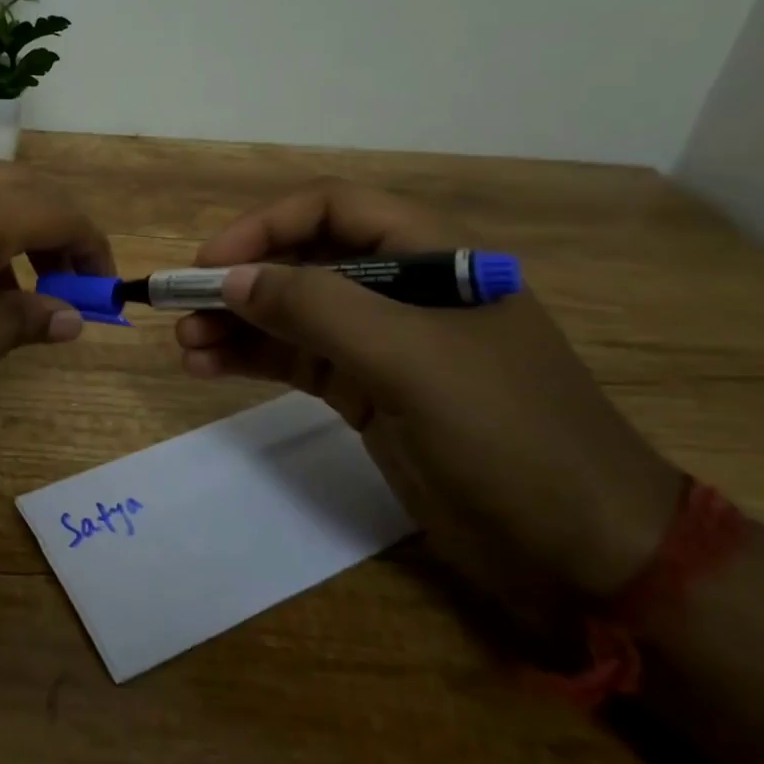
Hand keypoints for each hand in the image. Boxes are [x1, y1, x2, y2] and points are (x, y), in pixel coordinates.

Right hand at [175, 182, 683, 605]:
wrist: (584, 553)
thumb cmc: (509, 436)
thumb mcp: (411, 360)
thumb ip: (318, 308)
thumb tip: (232, 278)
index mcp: (432, 256)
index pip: (333, 210)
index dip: (265, 227)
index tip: (211, 263)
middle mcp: (402, 290)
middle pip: (303, 263)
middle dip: (239, 282)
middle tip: (180, 309)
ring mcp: (383, 345)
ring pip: (292, 315)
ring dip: (236, 324)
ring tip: (184, 344)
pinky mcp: (367, 393)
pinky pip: (296, 361)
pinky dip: (251, 360)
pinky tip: (207, 368)